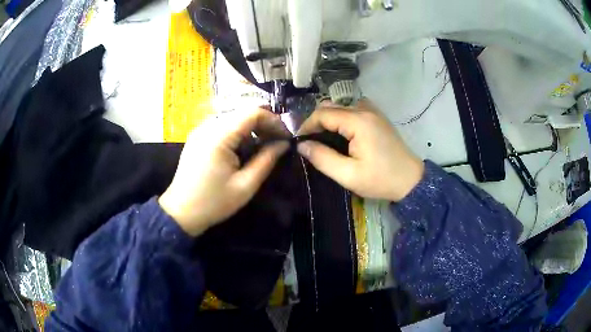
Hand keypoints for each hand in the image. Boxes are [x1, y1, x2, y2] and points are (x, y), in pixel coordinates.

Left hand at [159, 108, 289, 236]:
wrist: (181, 212)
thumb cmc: (214, 203)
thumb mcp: (245, 185)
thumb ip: (266, 160)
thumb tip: (284, 143)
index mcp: (219, 136)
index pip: (252, 113)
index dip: (273, 120)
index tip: (286, 135)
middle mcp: (208, 126)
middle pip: (242, 112)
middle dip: (264, 123)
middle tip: (277, 141)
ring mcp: (200, 130)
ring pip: (233, 117)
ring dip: (251, 127)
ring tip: (263, 144)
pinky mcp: (198, 136)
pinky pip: (222, 125)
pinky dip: (238, 132)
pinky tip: (244, 147)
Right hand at [297, 99, 423, 201]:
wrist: (411, 180)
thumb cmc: (380, 179)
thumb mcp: (348, 175)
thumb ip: (323, 158)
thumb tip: (302, 145)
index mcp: (358, 121)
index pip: (322, 113)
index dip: (307, 126)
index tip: (300, 142)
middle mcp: (365, 109)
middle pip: (331, 106)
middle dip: (316, 122)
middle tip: (310, 143)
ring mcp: (373, 111)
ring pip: (341, 107)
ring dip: (329, 120)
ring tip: (323, 139)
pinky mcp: (377, 117)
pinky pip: (352, 110)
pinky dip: (341, 119)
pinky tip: (341, 135)